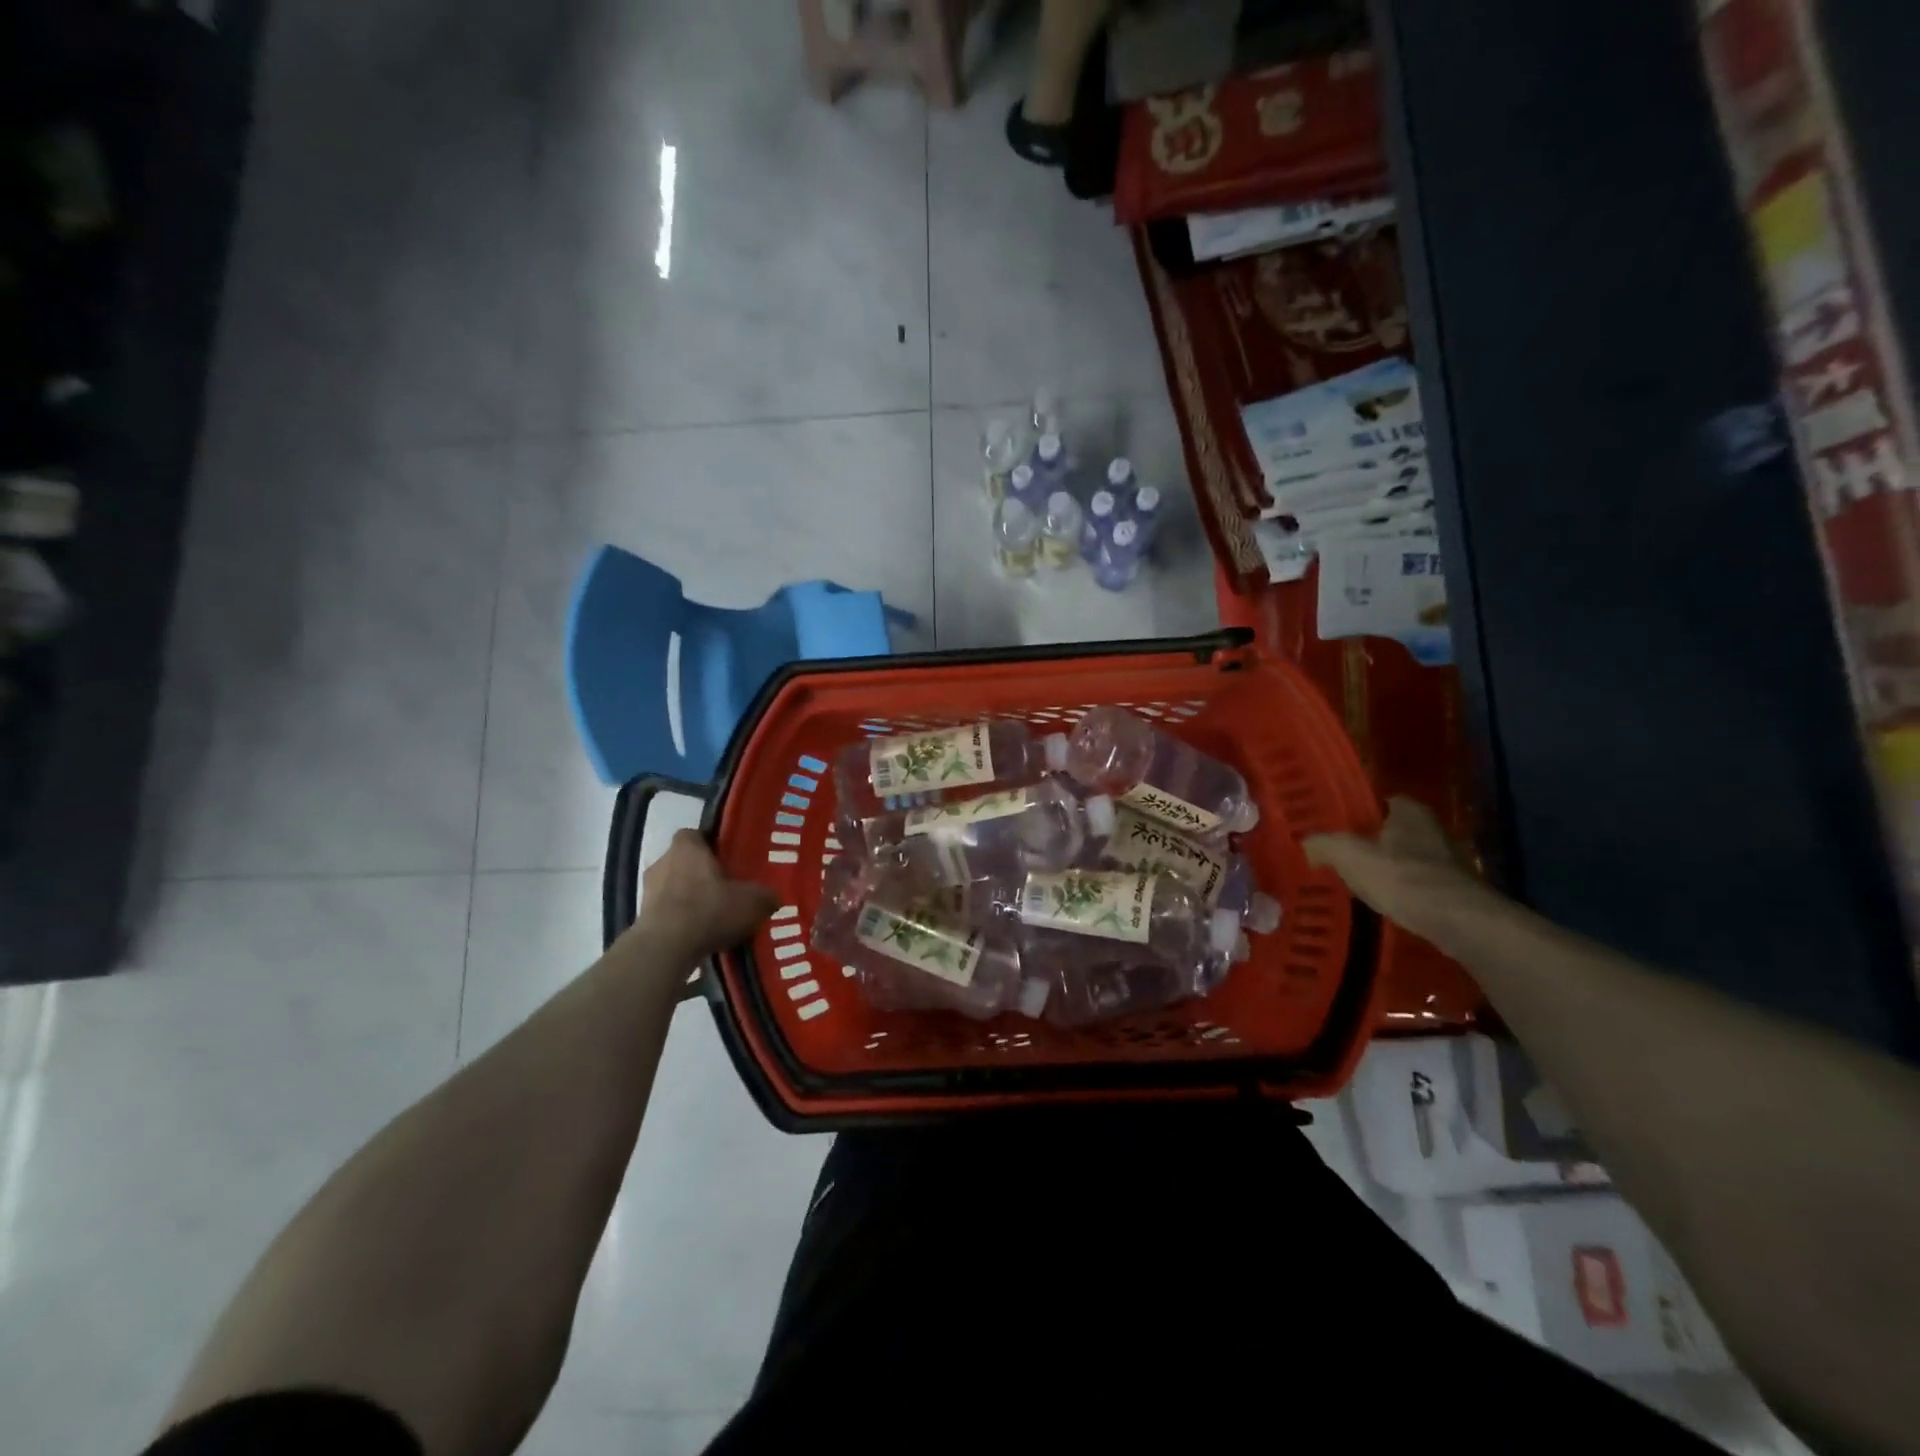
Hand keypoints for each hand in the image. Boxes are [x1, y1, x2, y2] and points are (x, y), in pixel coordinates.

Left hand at [637, 830, 779, 961]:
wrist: (666, 948)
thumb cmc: (710, 910)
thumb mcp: (753, 901)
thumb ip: (766, 895)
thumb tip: (774, 896)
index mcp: (687, 846)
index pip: (696, 834)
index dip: (712, 845)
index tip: (729, 859)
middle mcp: (662, 861)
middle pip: (685, 862)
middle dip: (702, 874)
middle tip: (726, 890)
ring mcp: (647, 891)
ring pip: (673, 888)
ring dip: (689, 900)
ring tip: (713, 918)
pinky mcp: (641, 919)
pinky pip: (665, 914)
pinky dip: (679, 922)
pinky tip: (698, 937)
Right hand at [1303, 796, 1501, 944]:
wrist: (1454, 920)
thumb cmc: (1399, 876)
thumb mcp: (1347, 854)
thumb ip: (1322, 843)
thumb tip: (1305, 842)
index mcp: (1408, 810)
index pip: (1376, 802)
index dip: (1354, 814)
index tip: (1333, 828)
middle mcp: (1431, 828)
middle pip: (1389, 831)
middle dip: (1366, 843)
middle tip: (1337, 855)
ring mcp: (1445, 860)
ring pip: (1401, 858)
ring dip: (1382, 868)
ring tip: (1353, 881)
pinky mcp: (1450, 889)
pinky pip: (1413, 883)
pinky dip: (1397, 889)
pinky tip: (1379, 901)